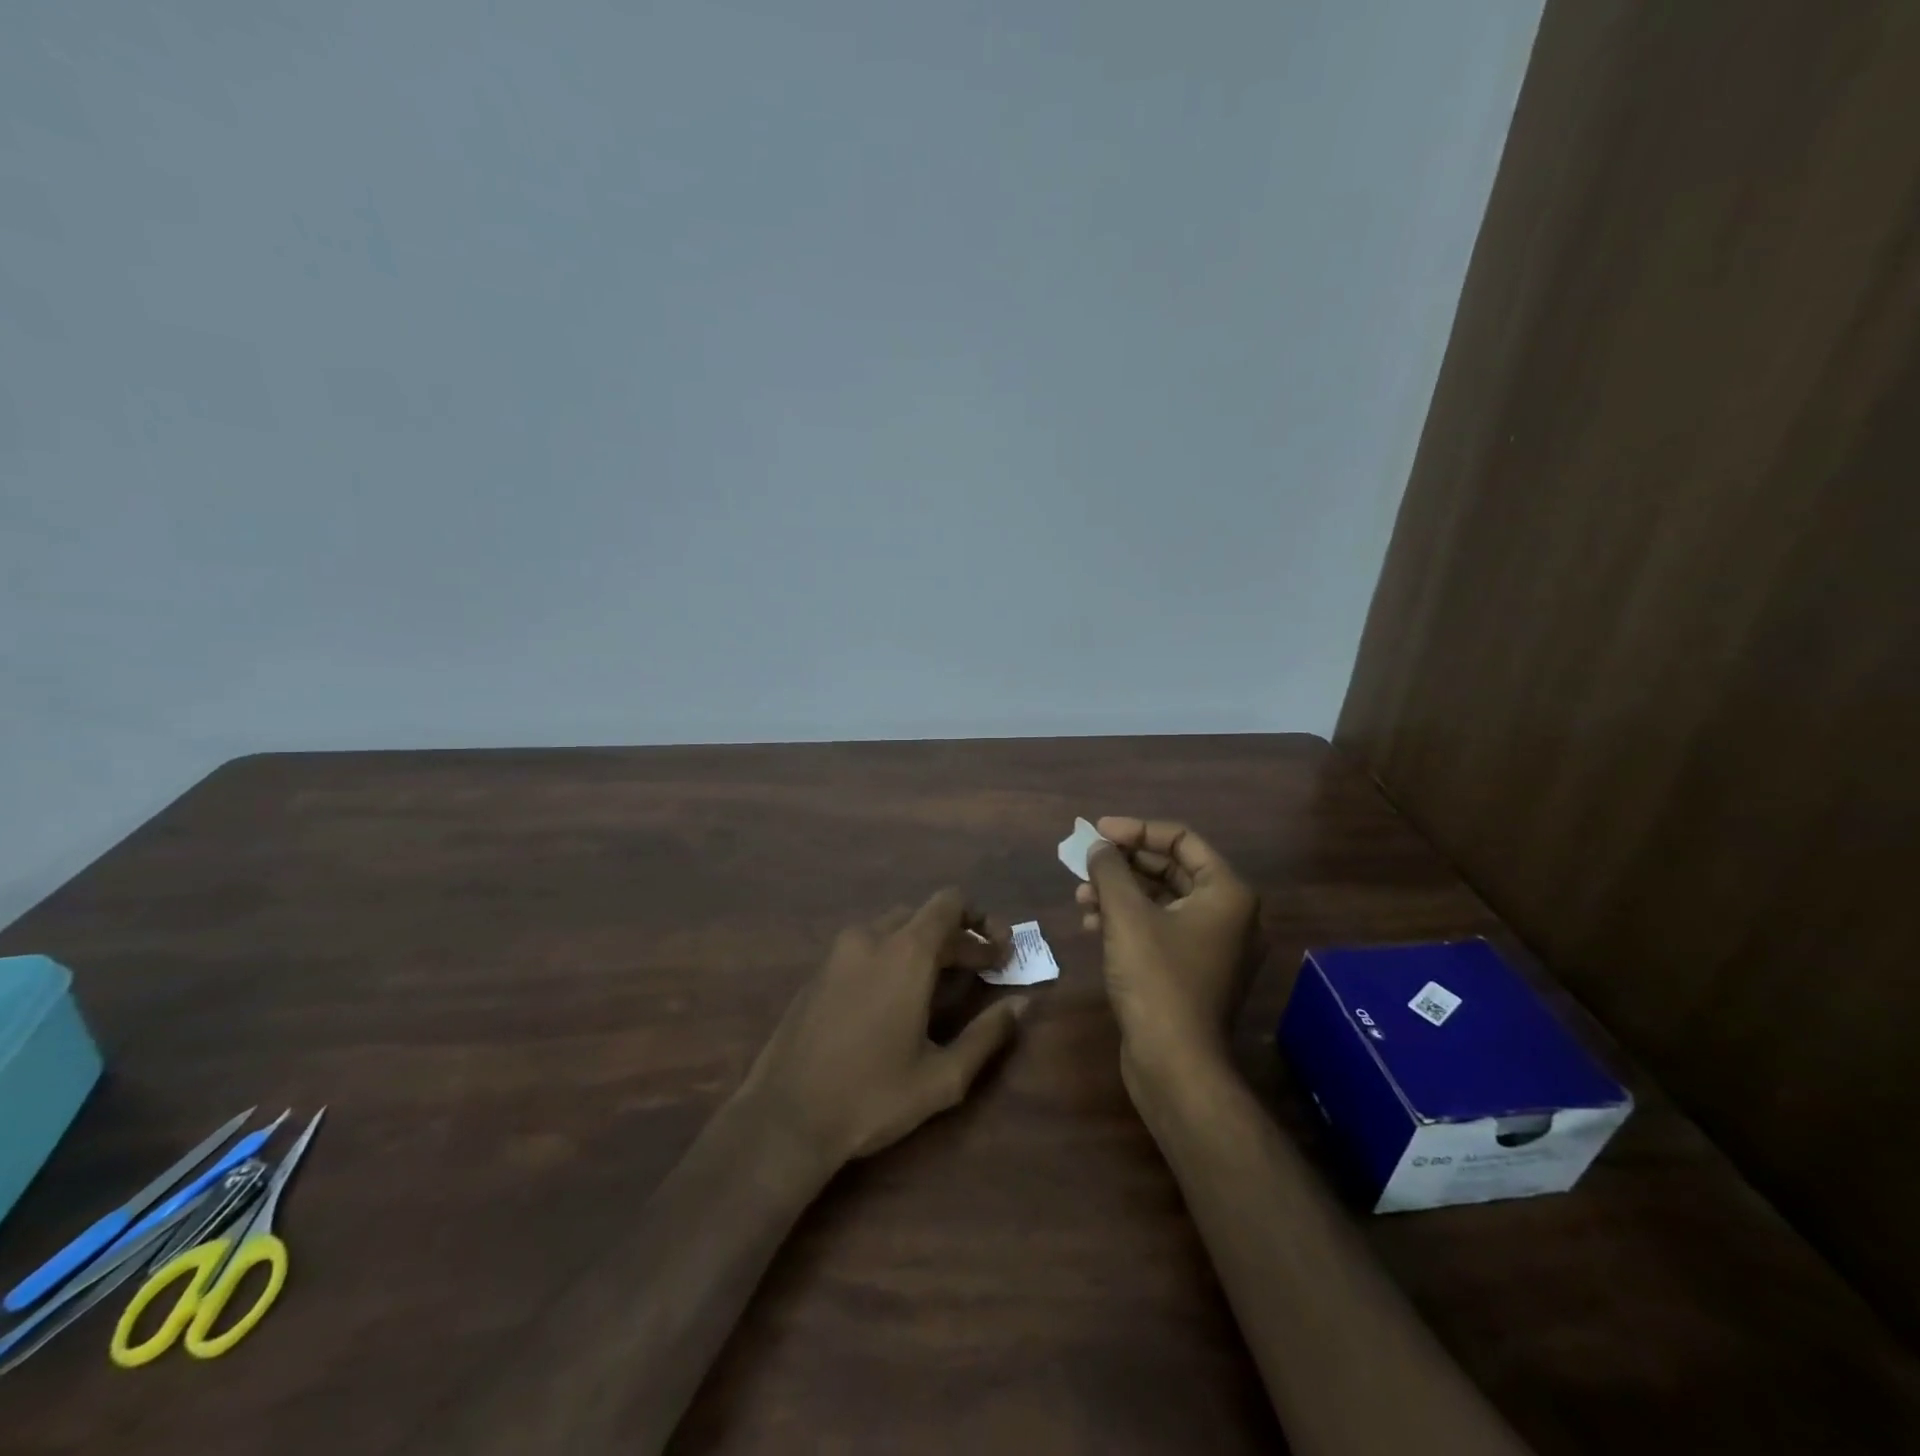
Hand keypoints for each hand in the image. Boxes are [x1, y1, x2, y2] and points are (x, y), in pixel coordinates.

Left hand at [735, 888, 1026, 1169]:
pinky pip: (866, 946)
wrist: (785, 1117)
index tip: (1000, 954)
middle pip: (924, 916)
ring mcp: (838, 952)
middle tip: (982, 972)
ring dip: (924, 946)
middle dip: (958, 938)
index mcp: (905, 952)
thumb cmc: (872, 1096)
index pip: (950, 903)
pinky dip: (892, 956)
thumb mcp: (943, 1076)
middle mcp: (871, 937)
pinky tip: (897, 1000)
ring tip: (942, 987)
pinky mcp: (818, 971)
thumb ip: (988, 1034)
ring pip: (893, 928)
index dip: (982, 920)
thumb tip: (1023, 1003)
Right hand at [1077, 817, 1260, 1081]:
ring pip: (1163, 901)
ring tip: (1081, 897)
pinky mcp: (1195, 972)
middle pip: (1172, 869)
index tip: (1097, 832)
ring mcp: (1214, 947)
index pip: (1182, 839)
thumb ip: (1111, 871)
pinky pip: (1161, 929)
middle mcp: (1230, 915)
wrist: (1175, 1064)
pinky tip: (1093, 925)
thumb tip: (1099, 846)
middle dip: (1124, 865)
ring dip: (1120, 893)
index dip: (1136, 829)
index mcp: (1227, 893)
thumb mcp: (1126, 915)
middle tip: (1085, 863)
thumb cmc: (1156, 978)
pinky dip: (1129, 921)